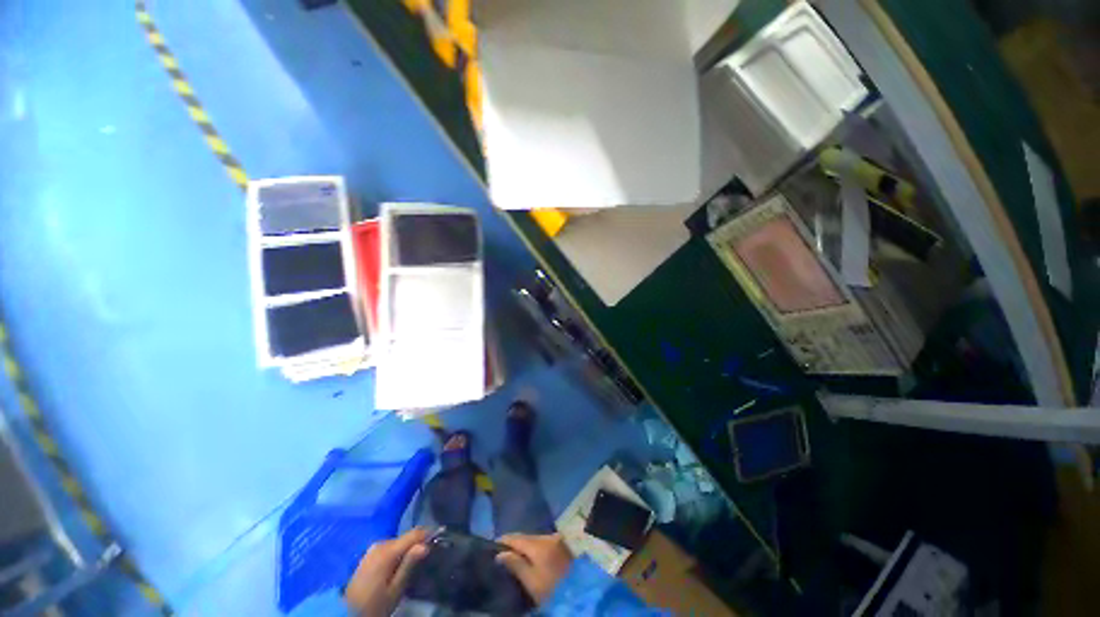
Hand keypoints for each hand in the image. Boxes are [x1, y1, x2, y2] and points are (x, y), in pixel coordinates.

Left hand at [345, 528, 428, 616]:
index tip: (441, 535)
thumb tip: (425, 545)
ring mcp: (373, 549)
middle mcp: (380, 544)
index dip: (429, 533)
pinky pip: (389, 548)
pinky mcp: (369, 555)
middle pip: (406, 537)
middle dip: (417, 543)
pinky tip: (399, 564)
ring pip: (398, 542)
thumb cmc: (374, 604)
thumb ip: (409, 565)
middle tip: (428, 555)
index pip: (414, 533)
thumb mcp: (395, 589)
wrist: (346, 613)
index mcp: (388, 550)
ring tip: (415, 561)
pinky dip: (398, 553)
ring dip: (407, 548)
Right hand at [496, 533, 573, 603]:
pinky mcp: (562, 545)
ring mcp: (557, 539)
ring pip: (535, 538)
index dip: (504, 540)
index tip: (493, 543)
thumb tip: (500, 553)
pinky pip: (543, 541)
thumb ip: (516, 564)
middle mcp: (548, 536)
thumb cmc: (551, 590)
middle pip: (527, 536)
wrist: (578, 594)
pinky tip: (530, 553)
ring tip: (514, 552)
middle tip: (502, 549)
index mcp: (539, 544)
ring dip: (525, 544)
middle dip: (515, 542)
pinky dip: (534, 546)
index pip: (517, 537)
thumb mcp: (531, 581)